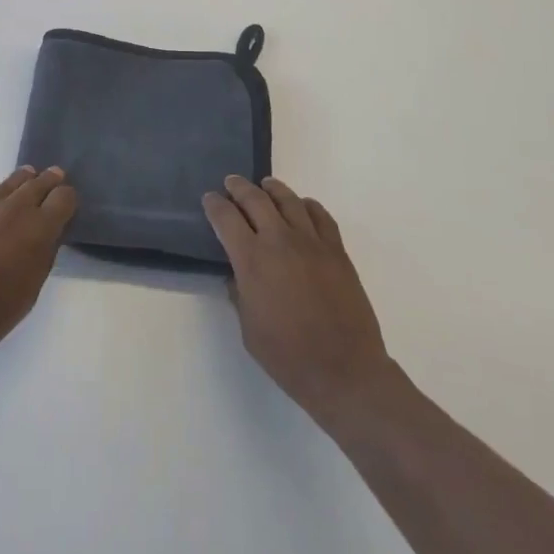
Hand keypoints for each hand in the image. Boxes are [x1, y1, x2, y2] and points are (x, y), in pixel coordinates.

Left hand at [0, 167, 77, 381]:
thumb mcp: (32, 288)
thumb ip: (44, 251)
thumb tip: (48, 231)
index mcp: (37, 228)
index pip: (64, 195)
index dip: (67, 201)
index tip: (64, 208)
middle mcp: (11, 207)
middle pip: (38, 181)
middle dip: (47, 184)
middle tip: (51, 185)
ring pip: (9, 184)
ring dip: (20, 188)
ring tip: (22, 192)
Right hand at [203, 176, 392, 425]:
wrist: (344, 370)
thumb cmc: (288, 356)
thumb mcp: (248, 328)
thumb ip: (240, 292)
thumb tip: (238, 274)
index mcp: (251, 260)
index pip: (226, 218)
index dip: (214, 205)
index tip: (209, 199)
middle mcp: (279, 241)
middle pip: (255, 199)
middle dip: (239, 188)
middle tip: (231, 183)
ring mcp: (311, 242)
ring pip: (289, 200)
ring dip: (272, 189)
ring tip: (265, 185)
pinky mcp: (337, 251)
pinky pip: (320, 216)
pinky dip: (307, 205)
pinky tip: (301, 207)